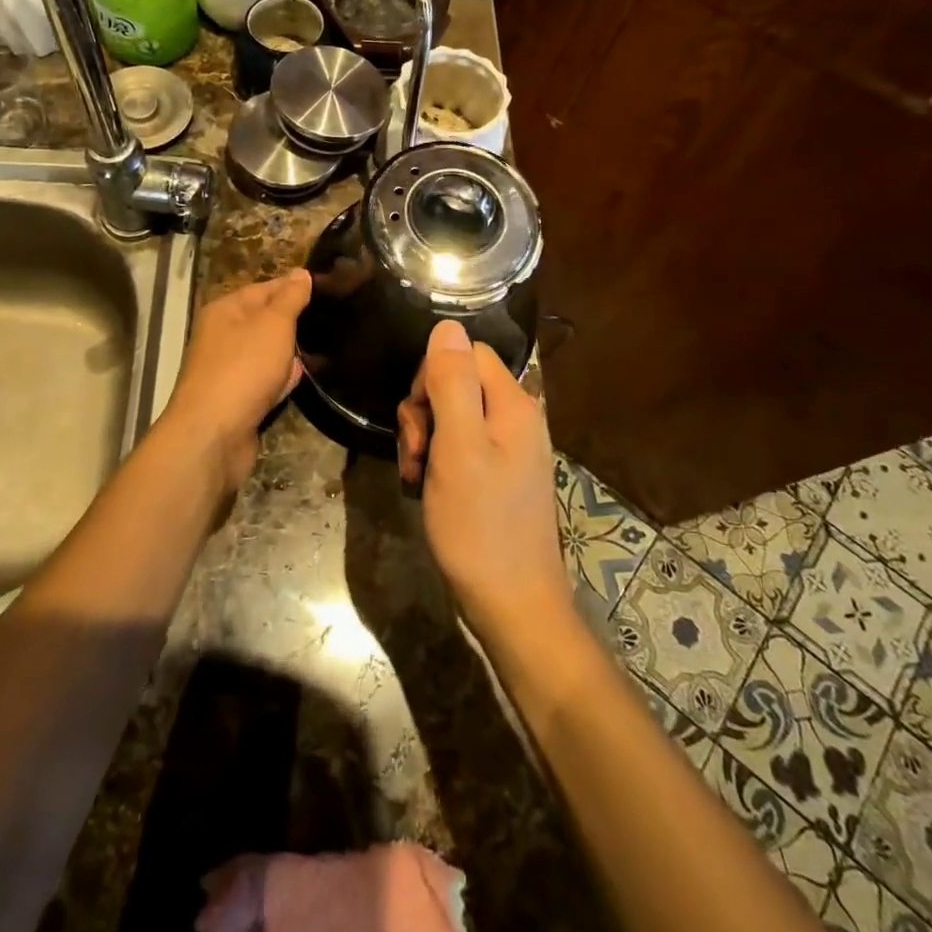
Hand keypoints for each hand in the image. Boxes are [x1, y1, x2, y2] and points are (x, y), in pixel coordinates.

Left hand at [160, 270, 312, 492]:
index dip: (293, 287)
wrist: (213, 435)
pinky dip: (281, 381)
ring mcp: (227, 370)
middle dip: (293, 322)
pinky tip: (300, 379)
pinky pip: (264, 382)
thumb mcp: (273, 324)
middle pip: (263, 321)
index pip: (264, 288)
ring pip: (265, 353)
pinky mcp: (236, 401)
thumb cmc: (243, 369)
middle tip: (331, 318)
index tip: (327, 288)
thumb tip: (300, 273)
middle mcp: (221, 337)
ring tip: (324, 347)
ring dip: (288, 353)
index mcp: (225, 311)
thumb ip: (289, 299)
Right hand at [398, 320, 565, 639]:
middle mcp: (515, 419)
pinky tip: (424, 488)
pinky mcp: (496, 475)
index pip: (466, 353)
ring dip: (424, 440)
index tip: (419, 417)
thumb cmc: (480, 526)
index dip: (432, 376)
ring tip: (417, 476)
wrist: (512, 605)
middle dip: (423, 412)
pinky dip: (435, 461)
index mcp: (512, 405)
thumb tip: (447, 326)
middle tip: (417, 454)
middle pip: (456, 383)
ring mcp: (507, 449)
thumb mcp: (458, 448)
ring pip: (450, 416)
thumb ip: (452, 383)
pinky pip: (458, 446)